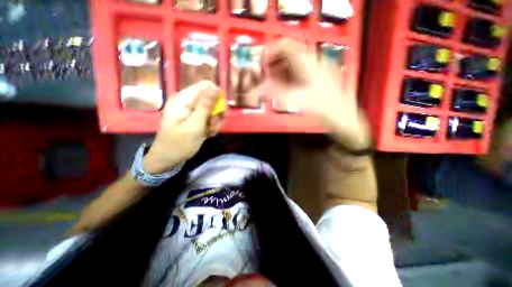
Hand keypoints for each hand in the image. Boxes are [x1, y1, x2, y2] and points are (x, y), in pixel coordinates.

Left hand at [143, 80, 223, 172]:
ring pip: (212, 109)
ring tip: (210, 131)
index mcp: (184, 99)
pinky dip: (211, 126)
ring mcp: (191, 110)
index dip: (217, 97)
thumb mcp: (194, 126)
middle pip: (211, 98)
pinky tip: (208, 134)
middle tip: (214, 124)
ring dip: (215, 121)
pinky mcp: (195, 118)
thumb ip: (205, 106)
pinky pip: (209, 117)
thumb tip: (215, 88)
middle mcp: (188, 101)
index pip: (206, 86)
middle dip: (217, 112)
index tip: (220, 111)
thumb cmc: (179, 144)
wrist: (169, 159)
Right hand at [264, 39, 368, 150]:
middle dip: (274, 65)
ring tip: (274, 84)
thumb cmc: (322, 106)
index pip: (286, 46)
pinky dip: (288, 78)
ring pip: (293, 65)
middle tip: (266, 77)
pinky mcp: (316, 77)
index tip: (262, 64)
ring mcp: (315, 69)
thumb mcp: (297, 99)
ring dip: (281, 73)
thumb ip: (276, 92)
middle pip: (288, 56)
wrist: (341, 115)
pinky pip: (298, 72)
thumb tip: (260, 88)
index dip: (271, 52)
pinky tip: (285, 88)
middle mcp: (312, 62)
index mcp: (308, 62)